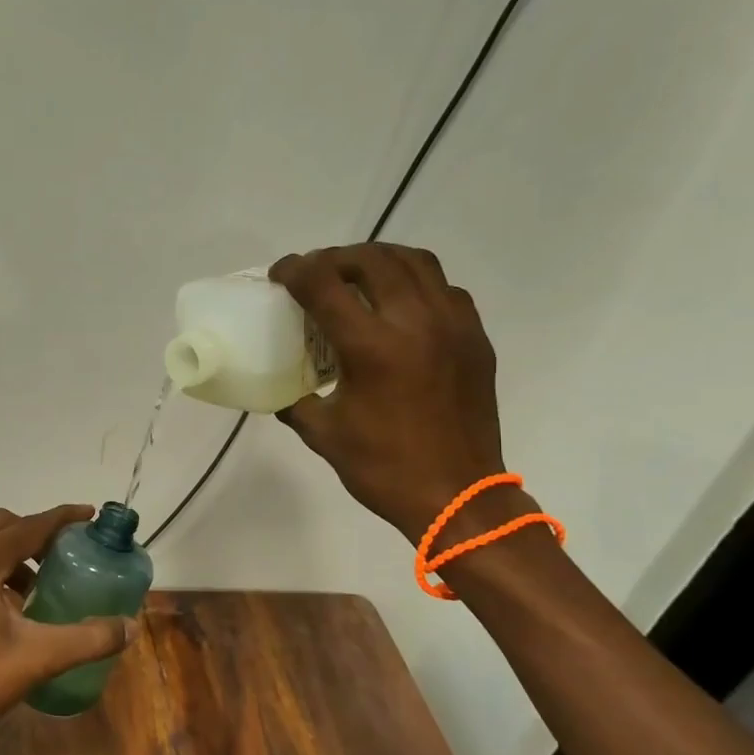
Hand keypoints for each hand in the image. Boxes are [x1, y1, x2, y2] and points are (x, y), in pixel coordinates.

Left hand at [0, 505, 137, 745]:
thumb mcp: (37, 658)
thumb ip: (87, 639)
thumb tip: (130, 627)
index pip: (27, 527)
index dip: (61, 518)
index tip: (89, 514)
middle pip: (2, 525)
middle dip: (36, 532)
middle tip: (65, 551)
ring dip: (14, 551)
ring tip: (41, 582)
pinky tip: (13, 605)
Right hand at [269, 243, 506, 539]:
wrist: (458, 496)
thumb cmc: (383, 468)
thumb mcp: (323, 433)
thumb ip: (295, 399)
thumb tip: (279, 385)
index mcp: (372, 347)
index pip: (325, 284)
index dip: (295, 270)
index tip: (279, 274)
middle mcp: (415, 323)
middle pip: (372, 260)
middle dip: (335, 258)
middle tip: (315, 274)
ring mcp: (453, 326)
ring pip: (416, 262)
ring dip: (378, 260)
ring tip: (356, 277)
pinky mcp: (475, 338)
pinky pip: (443, 289)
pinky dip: (414, 283)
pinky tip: (398, 306)